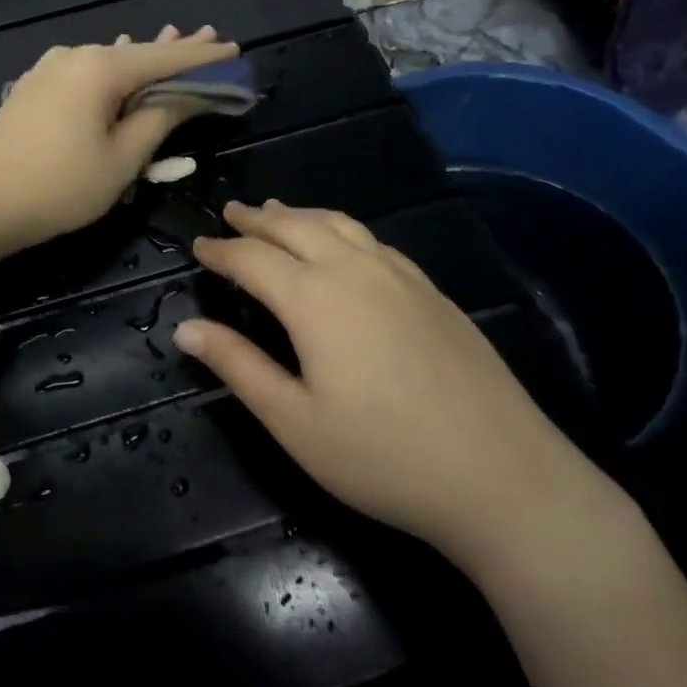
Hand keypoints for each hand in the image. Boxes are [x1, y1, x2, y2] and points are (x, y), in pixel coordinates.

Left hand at [0, 26, 239, 259]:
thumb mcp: (121, 159)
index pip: (166, 58)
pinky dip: (111, 73)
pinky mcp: (33, 88)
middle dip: (175, 51)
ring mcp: (48, 69)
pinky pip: (85, 73)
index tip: (234, 49)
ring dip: (142, 60)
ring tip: (174, 42)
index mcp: (100, 68)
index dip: (203, 57)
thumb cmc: (59, 186)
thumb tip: (185, 95)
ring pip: (109, 62)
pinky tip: (118, 61)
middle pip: (137, 53)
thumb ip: (158, 121)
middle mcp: (74, 56)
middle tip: (211, 39)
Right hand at [172, 200, 613, 568]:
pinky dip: (342, 229)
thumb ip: (237, 366)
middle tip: (232, 213)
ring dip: (301, 214)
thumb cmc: (382, 456)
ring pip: (340, 224)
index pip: (252, 259)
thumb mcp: (293, 421)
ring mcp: (401, 277)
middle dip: (259, 218)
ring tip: (278, 211)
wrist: (501, 476)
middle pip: (297, 227)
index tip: (197, 246)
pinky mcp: (433, 292)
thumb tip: (185, 328)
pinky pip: (374, 241)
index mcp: (314, 299)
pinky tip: (343, 245)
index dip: (220, 250)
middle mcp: (356, 271)